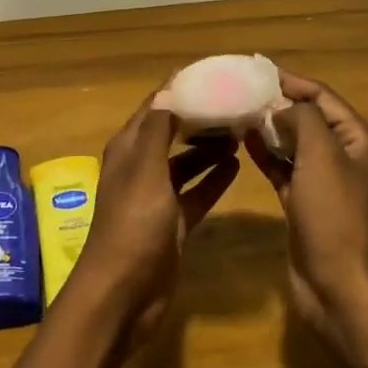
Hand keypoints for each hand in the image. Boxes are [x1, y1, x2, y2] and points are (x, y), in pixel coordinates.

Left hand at [63, 90, 239, 347]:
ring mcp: (156, 197)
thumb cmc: (133, 226)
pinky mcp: (172, 223)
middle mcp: (140, 167)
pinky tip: (237, 166)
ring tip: (243, 130)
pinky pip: (196, 192)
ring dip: (209, 147)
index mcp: (128, 149)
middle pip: (173, 131)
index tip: (217, 73)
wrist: (124, 294)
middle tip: (239, 102)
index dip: (182, 88)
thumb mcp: (146, 171)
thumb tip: (171, 88)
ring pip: (186, 162)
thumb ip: (159, 130)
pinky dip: (213, 179)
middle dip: (201, 116)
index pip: (157, 106)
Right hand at [245, 70, 367, 367]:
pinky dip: (265, 154)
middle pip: (307, 118)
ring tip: (234, 112)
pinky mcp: (303, 203)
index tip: (254, 70)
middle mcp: (343, 156)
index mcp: (358, 140)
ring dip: (268, 128)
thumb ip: (302, 120)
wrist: (340, 288)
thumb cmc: (335, 217)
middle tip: (238, 91)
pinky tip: (242, 142)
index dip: (291, 82)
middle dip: (276, 103)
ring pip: (292, 143)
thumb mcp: (322, 157)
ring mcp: (323, 182)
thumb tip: (281, 107)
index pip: (322, 97)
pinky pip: (283, 169)